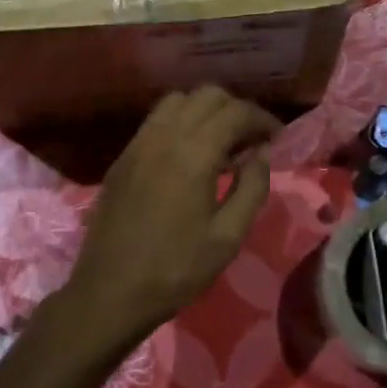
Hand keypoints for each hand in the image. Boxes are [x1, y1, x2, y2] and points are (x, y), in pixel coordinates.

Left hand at [64, 87, 279, 346]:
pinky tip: (189, 154)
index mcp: (193, 154)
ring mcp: (139, 143)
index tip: (276, 138)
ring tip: (220, 142)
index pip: (235, 112)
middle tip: (251, 140)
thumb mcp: (227, 237)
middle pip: (207, 95)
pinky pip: (157, 120)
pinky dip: (181, 121)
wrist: (109, 292)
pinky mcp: (124, 156)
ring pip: (178, 100)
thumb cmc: (175, 270)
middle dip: (236, 109)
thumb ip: (251, 188)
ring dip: (205, 110)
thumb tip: (262, 154)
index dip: (262, 119)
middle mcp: (164, 136)